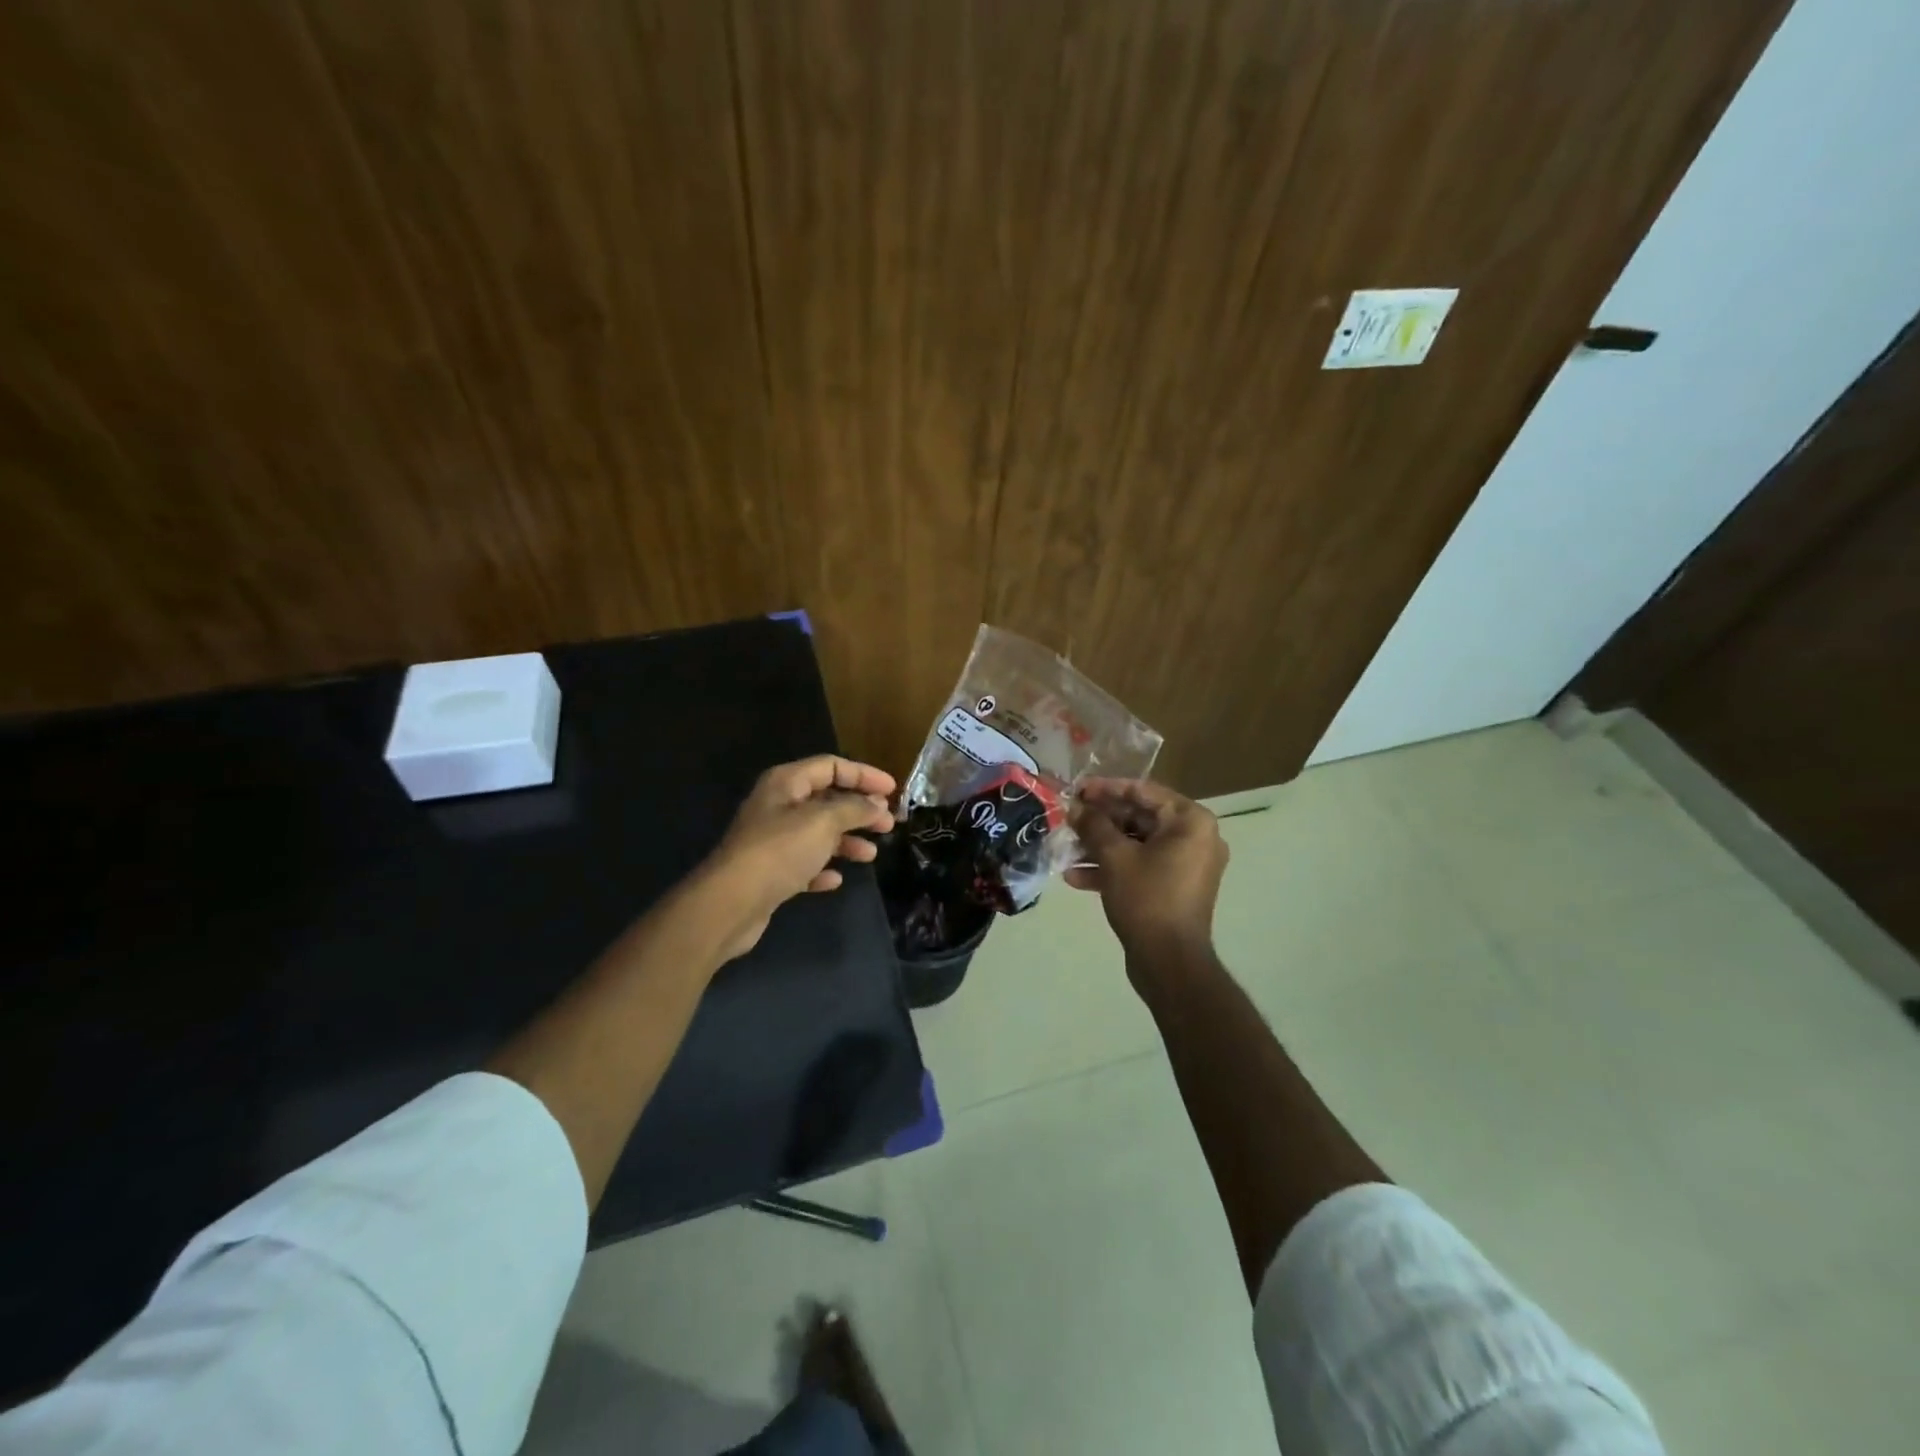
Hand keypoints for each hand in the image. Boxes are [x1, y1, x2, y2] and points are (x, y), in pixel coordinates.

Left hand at [698, 755, 896, 960]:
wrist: (731, 903)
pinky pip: (804, 863)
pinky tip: (836, 878)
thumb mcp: (823, 822)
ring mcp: (772, 840)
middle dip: (859, 810)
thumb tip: (877, 804)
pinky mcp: (770, 872)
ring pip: (818, 833)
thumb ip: (854, 808)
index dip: (863, 774)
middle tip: (888, 824)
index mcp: (786, 783)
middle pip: (826, 799)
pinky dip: (823, 867)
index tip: (892, 791)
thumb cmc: (779, 851)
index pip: (831, 766)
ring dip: (846, 840)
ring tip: (870, 855)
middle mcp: (778, 806)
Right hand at [1066, 779, 1228, 960]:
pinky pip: (1141, 867)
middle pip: (1139, 817)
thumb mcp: (1114, 857)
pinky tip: (1076, 877)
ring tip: (1066, 849)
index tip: (1076, 789)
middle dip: (1100, 821)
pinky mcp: (1174, 888)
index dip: (1106, 789)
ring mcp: (1186, 865)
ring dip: (1100, 846)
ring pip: (1136, 844)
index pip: (1143, 791)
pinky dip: (1113, 868)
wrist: (1169, 962)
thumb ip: (1093, 825)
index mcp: (1190, 821)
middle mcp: (1195, 838)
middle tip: (1068, 818)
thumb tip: (1074, 807)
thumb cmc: (1147, 898)